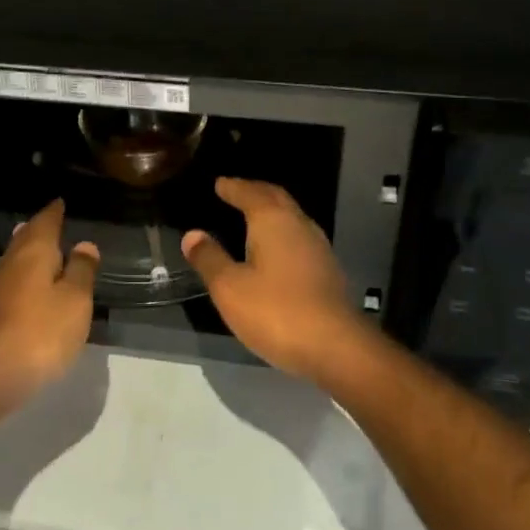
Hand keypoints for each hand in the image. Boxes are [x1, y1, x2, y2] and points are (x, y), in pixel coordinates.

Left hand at [0, 199, 98, 399]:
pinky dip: (25, 278)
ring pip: (16, 260)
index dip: (55, 211)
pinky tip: (33, 289)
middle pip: (26, 238)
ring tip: (46, 252)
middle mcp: (11, 262)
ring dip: (30, 254)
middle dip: (39, 229)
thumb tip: (84, 244)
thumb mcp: (75, 299)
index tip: (61, 201)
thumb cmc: (41, 330)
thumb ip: (81, 270)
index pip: (46, 221)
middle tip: (52, 222)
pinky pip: (13, 283)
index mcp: (34, 251)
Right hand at [181, 177, 371, 380]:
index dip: (233, 187)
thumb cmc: (276, 311)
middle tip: (236, 191)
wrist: (336, 346)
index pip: (250, 192)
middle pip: (275, 198)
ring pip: (291, 216)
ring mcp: (318, 246)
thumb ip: (210, 258)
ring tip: (253, 216)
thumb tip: (192, 234)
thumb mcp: (230, 288)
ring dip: (272, 211)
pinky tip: (276, 249)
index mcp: (272, 220)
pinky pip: (299, 236)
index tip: (220, 183)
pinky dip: (282, 232)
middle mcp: (298, 224)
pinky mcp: (327, 270)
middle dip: (255, 191)